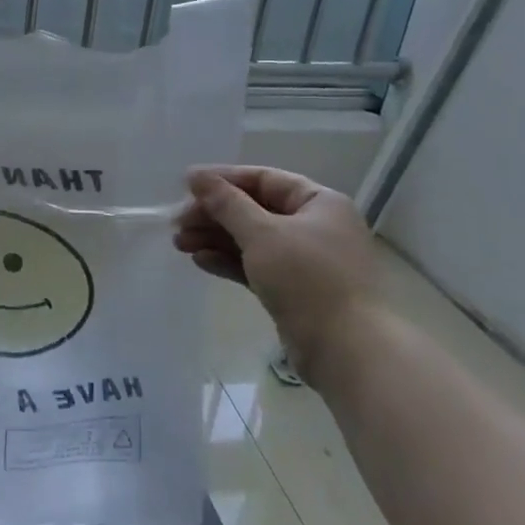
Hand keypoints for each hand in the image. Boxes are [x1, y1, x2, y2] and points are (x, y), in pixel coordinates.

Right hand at [174, 165, 377, 364]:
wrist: (346, 349)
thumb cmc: (308, 279)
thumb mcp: (262, 234)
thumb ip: (227, 203)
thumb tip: (197, 176)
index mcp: (319, 202)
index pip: (264, 179)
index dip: (224, 179)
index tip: (186, 186)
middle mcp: (315, 226)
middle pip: (255, 210)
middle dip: (214, 214)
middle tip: (177, 223)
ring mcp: (305, 260)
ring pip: (252, 239)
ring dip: (215, 238)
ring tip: (180, 243)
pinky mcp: (293, 289)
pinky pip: (256, 266)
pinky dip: (229, 261)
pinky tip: (201, 261)